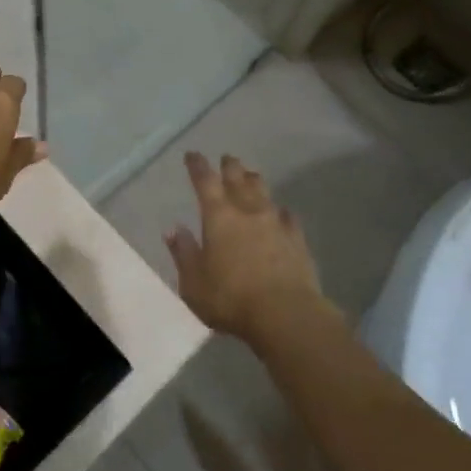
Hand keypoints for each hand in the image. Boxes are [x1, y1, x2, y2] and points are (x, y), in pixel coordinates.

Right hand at [165, 153, 330, 347]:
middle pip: (238, 178)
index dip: (198, 166)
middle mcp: (248, 211)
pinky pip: (288, 216)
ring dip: (254, 181)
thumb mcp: (194, 282)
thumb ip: (183, 253)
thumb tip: (173, 229)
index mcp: (218, 217)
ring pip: (264, 192)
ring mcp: (276, 223)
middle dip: (230, 166)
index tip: (193, 155)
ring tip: (250, 176)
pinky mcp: (297, 240)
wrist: (286, 314)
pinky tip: (282, 213)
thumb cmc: (231, 298)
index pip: (205, 181)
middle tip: (226, 159)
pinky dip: (281, 211)